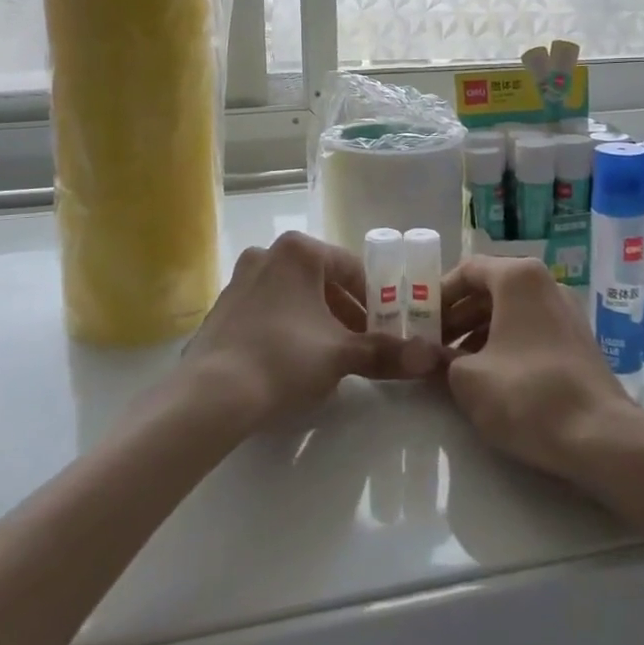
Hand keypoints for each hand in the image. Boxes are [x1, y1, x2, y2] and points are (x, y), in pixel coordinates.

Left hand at [181, 231, 446, 428]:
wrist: (211, 394)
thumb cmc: (284, 358)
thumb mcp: (341, 354)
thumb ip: (386, 352)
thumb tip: (432, 358)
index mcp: (299, 251)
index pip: (352, 269)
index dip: (375, 300)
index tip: (387, 328)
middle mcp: (267, 253)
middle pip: (322, 281)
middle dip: (346, 312)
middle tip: (362, 345)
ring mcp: (240, 279)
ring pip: (294, 296)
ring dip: (317, 321)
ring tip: (330, 358)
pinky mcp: (222, 307)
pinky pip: (268, 310)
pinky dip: (287, 327)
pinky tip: (291, 362)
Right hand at [441, 256, 643, 485]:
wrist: (602, 439)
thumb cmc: (527, 395)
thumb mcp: (467, 379)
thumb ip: (441, 359)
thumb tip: (427, 356)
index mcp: (518, 277)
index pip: (468, 269)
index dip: (439, 294)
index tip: (419, 321)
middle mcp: (546, 284)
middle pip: (490, 289)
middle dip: (457, 316)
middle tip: (432, 344)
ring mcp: (567, 312)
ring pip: (511, 311)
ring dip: (478, 332)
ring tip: (455, 365)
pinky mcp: (579, 342)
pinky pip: (531, 330)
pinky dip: (505, 344)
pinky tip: (490, 377)